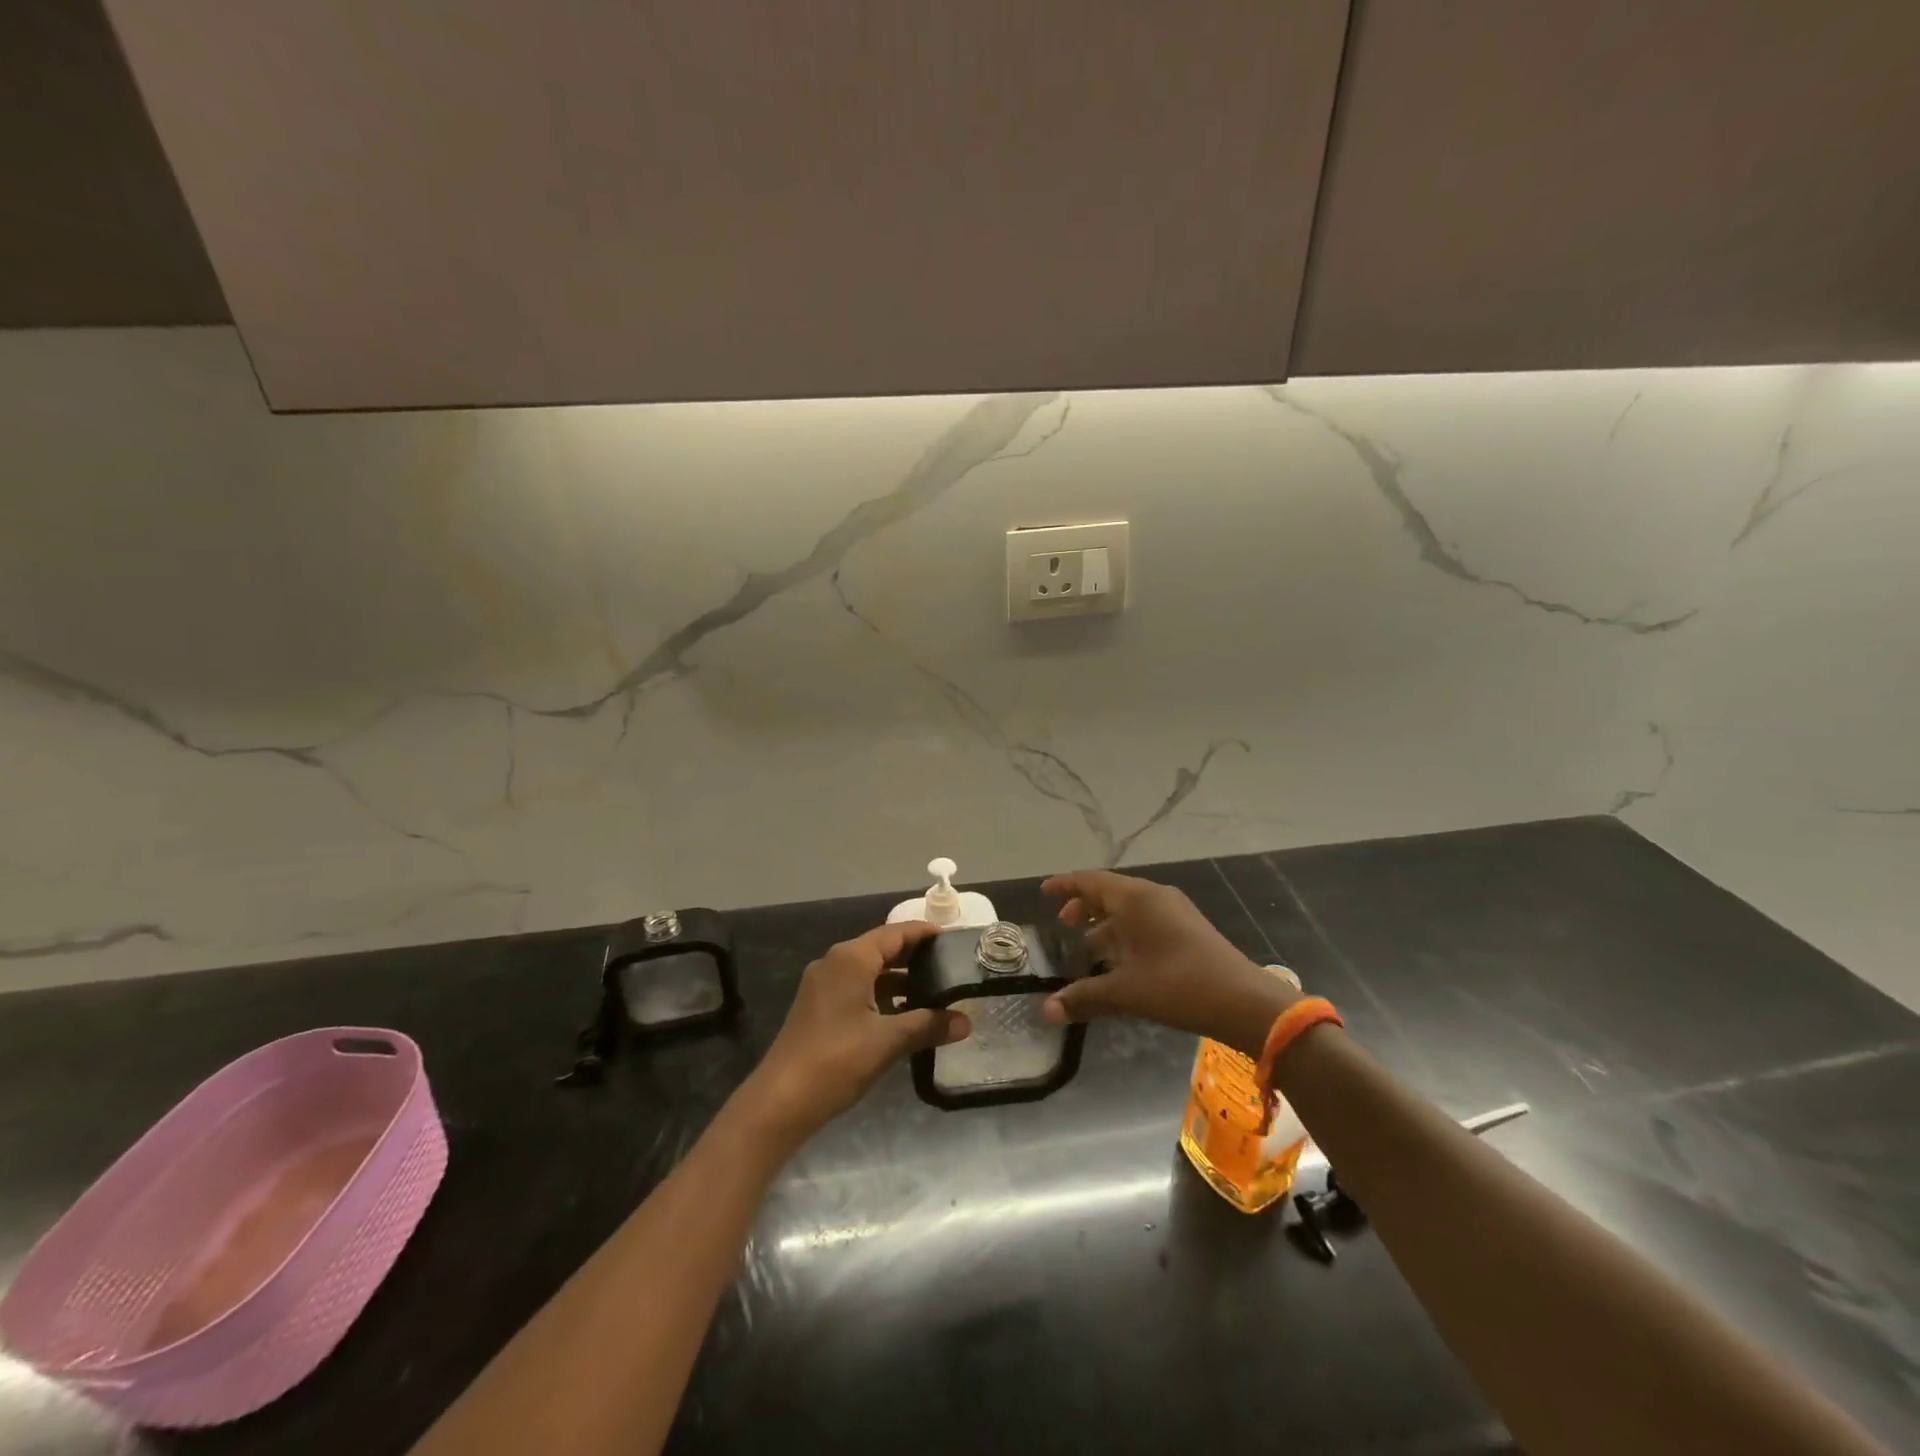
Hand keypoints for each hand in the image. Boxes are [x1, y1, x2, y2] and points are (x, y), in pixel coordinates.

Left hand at [743, 921, 970, 1142]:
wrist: (781, 1101)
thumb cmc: (836, 1060)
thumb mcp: (888, 1041)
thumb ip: (928, 1026)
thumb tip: (966, 1022)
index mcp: (851, 959)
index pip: (895, 933)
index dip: (924, 933)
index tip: (952, 938)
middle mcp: (835, 963)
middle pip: (881, 949)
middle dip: (914, 956)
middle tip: (949, 965)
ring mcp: (822, 985)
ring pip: (868, 971)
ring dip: (898, 979)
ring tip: (933, 992)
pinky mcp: (818, 1007)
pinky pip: (856, 988)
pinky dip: (881, 995)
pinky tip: (903, 1016)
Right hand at [1040, 870, 1297, 1054]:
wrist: (1244, 1002)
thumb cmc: (1179, 986)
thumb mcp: (1126, 992)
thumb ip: (1084, 997)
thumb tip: (1046, 1011)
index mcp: (1135, 899)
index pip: (1090, 881)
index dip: (1065, 885)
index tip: (1044, 891)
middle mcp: (1153, 896)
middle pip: (1110, 892)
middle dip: (1085, 906)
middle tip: (1064, 924)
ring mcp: (1174, 911)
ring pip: (1130, 908)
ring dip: (1106, 923)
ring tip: (1088, 947)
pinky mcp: (1188, 929)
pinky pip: (1146, 919)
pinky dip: (1126, 932)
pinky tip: (1122, 960)